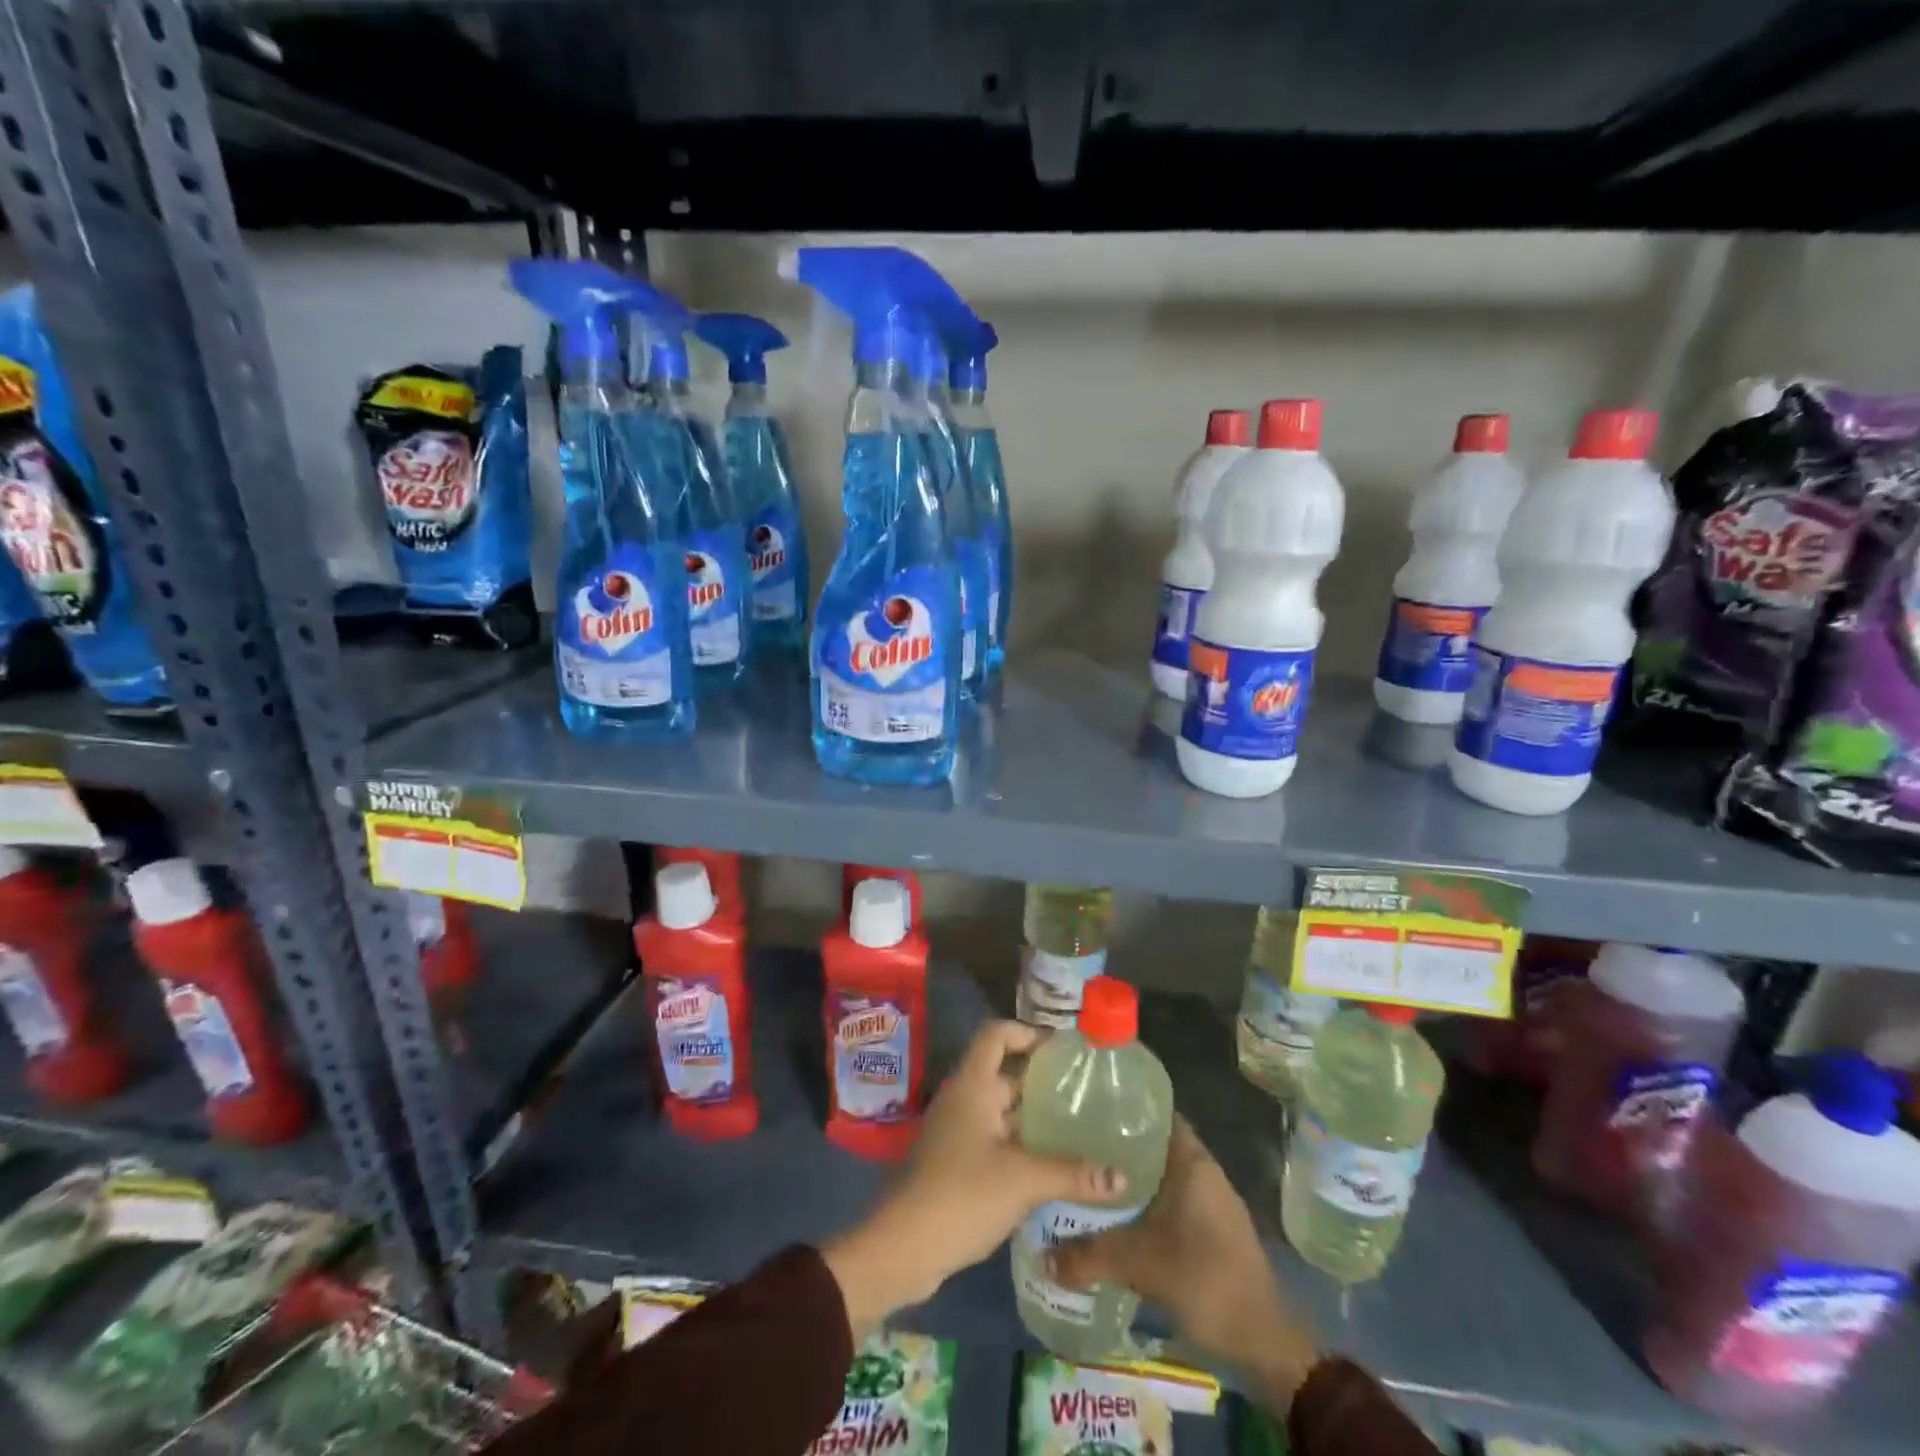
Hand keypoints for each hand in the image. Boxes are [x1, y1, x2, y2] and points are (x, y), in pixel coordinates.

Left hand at [823, 1020, 1122, 1335]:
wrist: (904, 1247)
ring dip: (1034, 1117)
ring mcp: (958, 1132)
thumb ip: (1072, 1174)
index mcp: (973, 1085)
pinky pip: (995, 1140)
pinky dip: (1022, 1145)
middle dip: (1041, 1079)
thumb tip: (1122, 1177)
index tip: (1063, 1048)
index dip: (1028, 1032)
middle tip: (1085, 1090)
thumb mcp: (1023, 1180)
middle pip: (1004, 1073)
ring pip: (1001, 1111)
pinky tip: (1054, 1166)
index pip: (997, 1034)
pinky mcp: (957, 1163)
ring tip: (1079, 1127)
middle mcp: (964, 1099)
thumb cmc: (963, 1193)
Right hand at [1046, 1118, 1316, 1406]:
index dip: (1122, 1107)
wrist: (1263, 1345)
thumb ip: (1089, 1255)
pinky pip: (1167, 1203)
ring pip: (1158, 1177)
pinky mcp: (1209, 1232)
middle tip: (1073, 1146)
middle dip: (1115, 1146)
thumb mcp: (1140, 1264)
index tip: (1085, 1107)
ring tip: (1084, 1180)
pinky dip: (1141, 1205)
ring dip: (1127, 1180)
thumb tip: (1040, 1256)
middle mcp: (1202, 1172)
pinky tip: (1112, 1218)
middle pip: (1152, 1145)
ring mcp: (1209, 1203)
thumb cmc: (1205, 1280)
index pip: (1154, 1113)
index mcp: (1192, 1161)